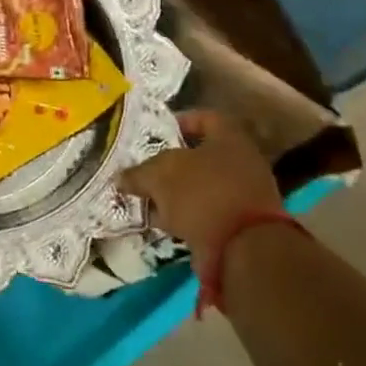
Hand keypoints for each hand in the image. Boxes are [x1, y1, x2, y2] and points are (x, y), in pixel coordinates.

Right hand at [117, 110, 282, 273]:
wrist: (242, 248)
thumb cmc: (201, 194)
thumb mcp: (158, 176)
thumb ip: (138, 173)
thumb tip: (121, 178)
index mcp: (229, 140)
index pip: (206, 118)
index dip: (181, 121)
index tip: (158, 133)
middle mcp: (242, 163)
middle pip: (201, 156)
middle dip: (171, 164)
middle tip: (145, 169)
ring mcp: (244, 196)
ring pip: (202, 187)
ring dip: (175, 193)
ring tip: (148, 200)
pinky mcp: (241, 226)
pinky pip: (207, 212)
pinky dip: (186, 216)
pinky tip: (163, 223)